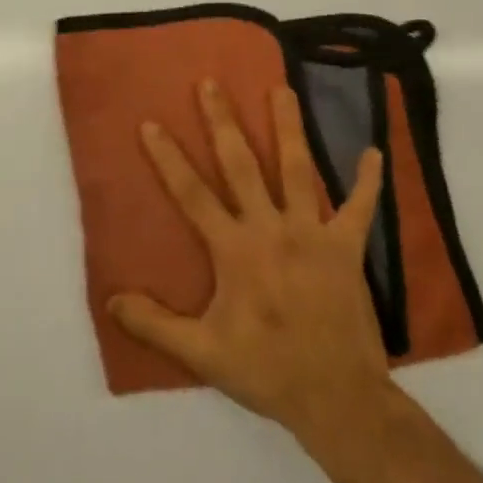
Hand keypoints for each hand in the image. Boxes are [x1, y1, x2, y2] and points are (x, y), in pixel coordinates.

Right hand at [109, 80, 393, 442]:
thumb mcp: (201, 354)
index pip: (192, 193)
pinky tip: (372, 151)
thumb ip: (154, 325)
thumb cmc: (267, 370)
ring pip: (298, 170)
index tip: (151, 124)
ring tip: (280, 89)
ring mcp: (313, 235)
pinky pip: (360, 208)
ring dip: (288, 127)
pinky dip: (367, 180)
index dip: (168, 158)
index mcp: (234, 249)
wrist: (339, 399)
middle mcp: (271, 229)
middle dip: (223, 121)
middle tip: (211, 83)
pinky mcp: (347, 249)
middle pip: (241, 164)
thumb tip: (111, 301)